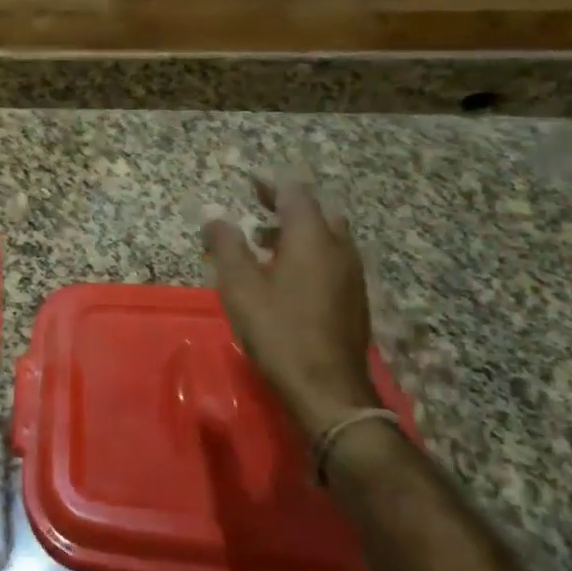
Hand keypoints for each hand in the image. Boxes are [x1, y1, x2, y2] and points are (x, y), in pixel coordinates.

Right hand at [202, 177, 378, 437]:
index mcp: (312, 237)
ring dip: (298, 230)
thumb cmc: (279, 331)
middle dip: (287, 205)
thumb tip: (215, 217)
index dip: (270, 184)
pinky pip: (333, 258)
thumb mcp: (240, 286)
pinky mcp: (355, 297)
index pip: (294, 193)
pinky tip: (287, 276)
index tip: (249, 181)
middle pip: (317, 211)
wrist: (328, 389)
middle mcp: (339, 248)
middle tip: (258, 208)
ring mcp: (352, 274)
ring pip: (328, 236)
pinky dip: (310, 252)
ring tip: (264, 244)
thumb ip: (226, 245)